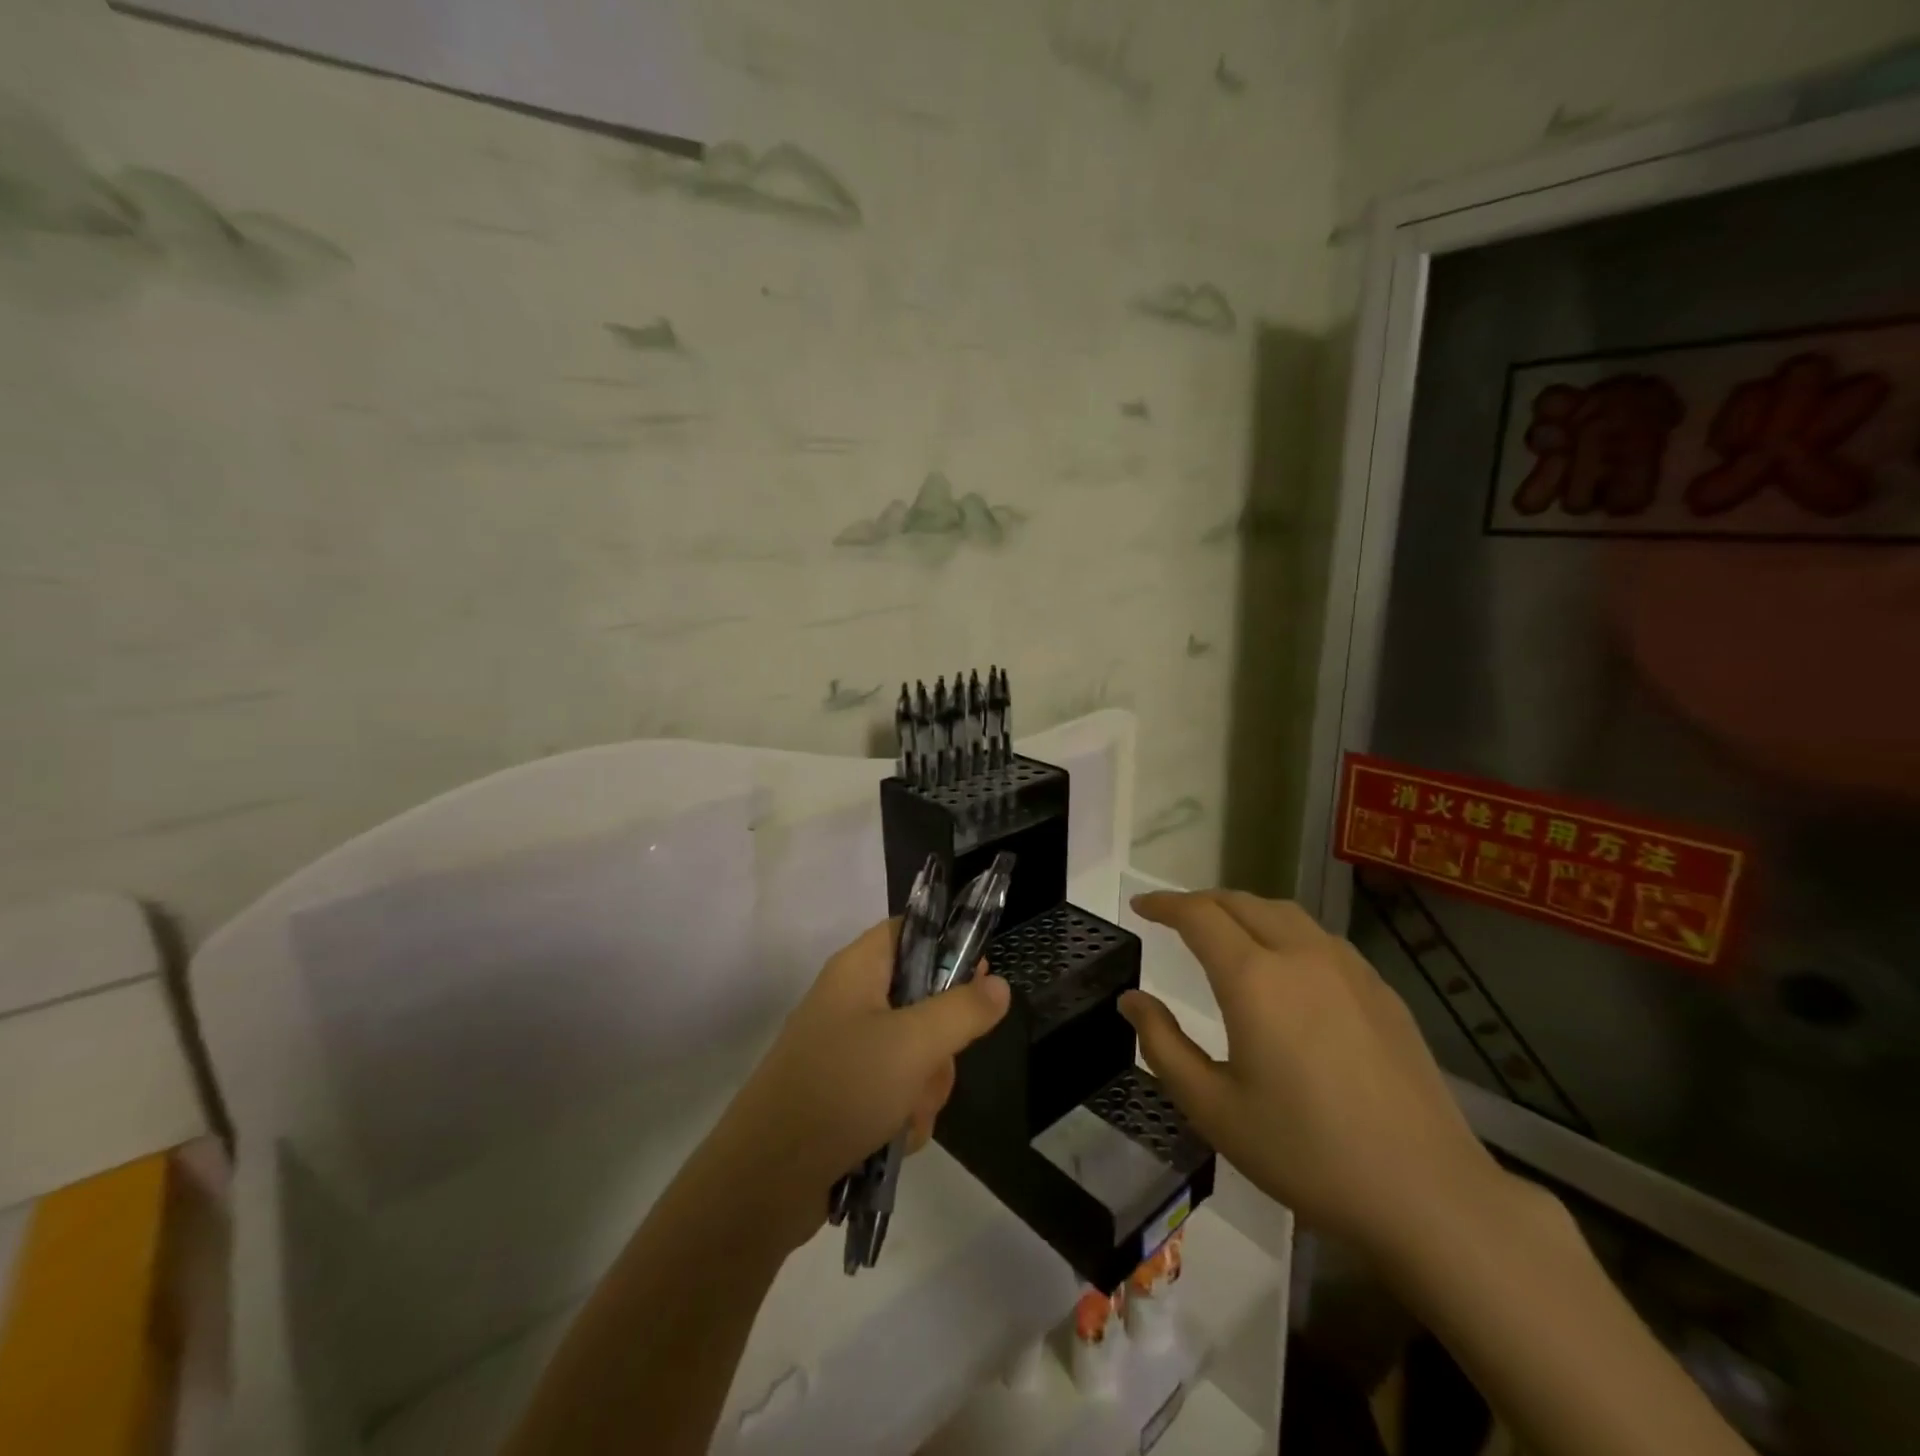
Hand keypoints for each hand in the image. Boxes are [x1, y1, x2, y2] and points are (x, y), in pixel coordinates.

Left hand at [707, 918, 1010, 1250]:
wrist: (766, 1180)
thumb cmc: (842, 1088)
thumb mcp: (914, 1044)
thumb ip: (963, 1010)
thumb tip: (999, 983)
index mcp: (858, 969)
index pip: (910, 930)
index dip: (947, 944)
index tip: (978, 976)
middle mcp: (852, 1002)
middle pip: (923, 998)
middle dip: (940, 1043)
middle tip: (933, 1065)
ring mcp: (848, 1050)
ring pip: (916, 1053)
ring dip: (924, 1088)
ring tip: (904, 1115)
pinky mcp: (846, 1094)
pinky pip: (897, 1091)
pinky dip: (903, 1114)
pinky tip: (892, 1140)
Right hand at [1121, 890, 1505, 1261]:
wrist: (1427, 1194)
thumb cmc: (1306, 1154)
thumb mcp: (1213, 1109)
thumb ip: (1163, 1045)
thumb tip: (1132, 1000)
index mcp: (1254, 979)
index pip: (1198, 915)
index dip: (1163, 904)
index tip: (1140, 907)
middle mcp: (1300, 956)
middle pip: (1241, 902)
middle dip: (1201, 902)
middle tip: (1174, 918)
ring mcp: (1348, 969)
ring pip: (1285, 913)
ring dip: (1244, 911)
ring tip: (1225, 933)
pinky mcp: (1381, 990)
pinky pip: (1320, 938)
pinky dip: (1285, 931)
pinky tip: (1286, 966)